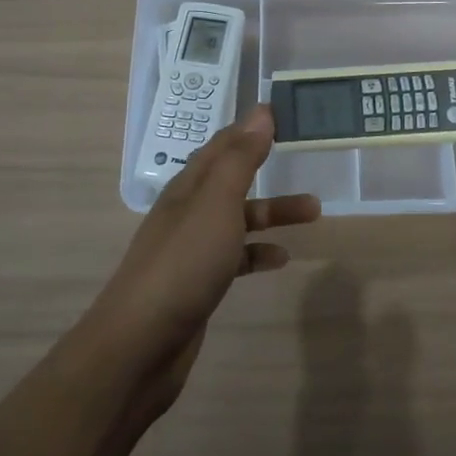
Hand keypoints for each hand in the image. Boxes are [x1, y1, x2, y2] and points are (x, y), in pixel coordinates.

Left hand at [82, 106, 319, 419]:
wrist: (141, 344)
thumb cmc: (184, 262)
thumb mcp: (216, 202)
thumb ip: (240, 158)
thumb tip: (261, 111)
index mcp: (189, 186)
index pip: (222, 145)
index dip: (250, 129)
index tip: (282, 115)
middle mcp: (188, 211)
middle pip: (233, 180)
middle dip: (267, 169)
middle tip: (306, 163)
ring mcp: (191, 249)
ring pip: (238, 219)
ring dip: (272, 213)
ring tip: (314, 213)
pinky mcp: (197, 283)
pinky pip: (234, 258)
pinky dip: (258, 253)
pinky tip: (280, 260)